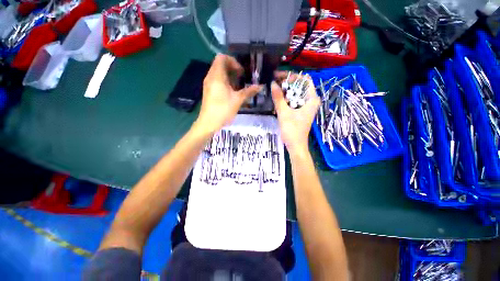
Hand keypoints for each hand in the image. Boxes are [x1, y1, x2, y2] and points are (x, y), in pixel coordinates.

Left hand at [195, 54, 261, 133]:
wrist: (208, 123)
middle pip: (220, 64)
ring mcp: (208, 84)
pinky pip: (217, 80)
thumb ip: (249, 91)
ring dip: (230, 76)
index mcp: (217, 76)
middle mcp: (210, 77)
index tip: (241, 72)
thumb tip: (260, 86)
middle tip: (242, 78)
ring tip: (239, 86)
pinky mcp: (209, 91)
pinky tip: (232, 92)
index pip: (222, 57)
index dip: (233, 61)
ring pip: (219, 73)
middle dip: (233, 69)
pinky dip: (225, 82)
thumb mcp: (238, 100)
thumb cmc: (223, 110)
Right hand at [271, 72, 319, 154]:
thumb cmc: (292, 130)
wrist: (295, 146)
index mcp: (312, 99)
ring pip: (295, 93)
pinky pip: (293, 100)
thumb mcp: (284, 113)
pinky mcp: (300, 111)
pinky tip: (277, 99)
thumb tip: (272, 83)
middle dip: (286, 84)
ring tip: (273, 90)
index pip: (304, 79)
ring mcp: (305, 106)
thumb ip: (278, 98)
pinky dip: (285, 99)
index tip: (279, 78)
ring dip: (285, 91)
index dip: (292, 77)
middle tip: (274, 83)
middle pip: (299, 86)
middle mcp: (310, 100)